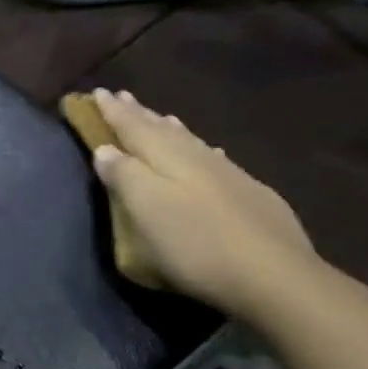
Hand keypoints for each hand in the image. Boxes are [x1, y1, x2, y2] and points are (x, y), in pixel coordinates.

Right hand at [87, 89, 315, 315]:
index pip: (132, 127)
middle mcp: (196, 158)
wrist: (271, 276)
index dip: (113, 111)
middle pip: (162, 130)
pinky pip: (215, 159)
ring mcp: (228, 175)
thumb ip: (124, 176)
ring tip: (160, 117)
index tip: (96, 92)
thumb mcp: (145, 210)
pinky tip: (209, 152)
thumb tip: (105, 149)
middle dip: (139, 114)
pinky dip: (202, 150)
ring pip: (191, 142)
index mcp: (166, 159)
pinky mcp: (250, 195)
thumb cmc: (194, 244)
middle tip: (122, 96)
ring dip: (170, 128)